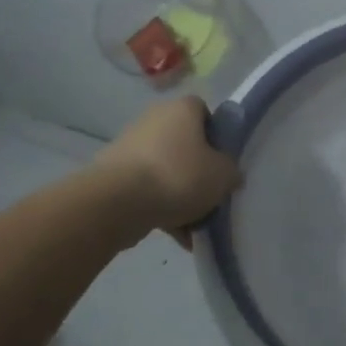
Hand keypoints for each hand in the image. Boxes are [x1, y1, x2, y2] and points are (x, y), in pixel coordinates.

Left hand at [96, 96, 240, 245]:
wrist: (118, 202)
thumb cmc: (179, 176)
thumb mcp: (223, 175)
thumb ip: (231, 172)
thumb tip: (229, 174)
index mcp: (182, 109)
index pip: (204, 113)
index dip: (217, 137)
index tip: (223, 162)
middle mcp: (154, 119)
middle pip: (185, 145)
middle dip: (198, 172)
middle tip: (211, 196)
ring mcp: (130, 146)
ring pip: (166, 170)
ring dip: (180, 196)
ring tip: (195, 227)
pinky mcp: (113, 174)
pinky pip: (147, 190)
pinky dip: (161, 209)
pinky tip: (177, 237)